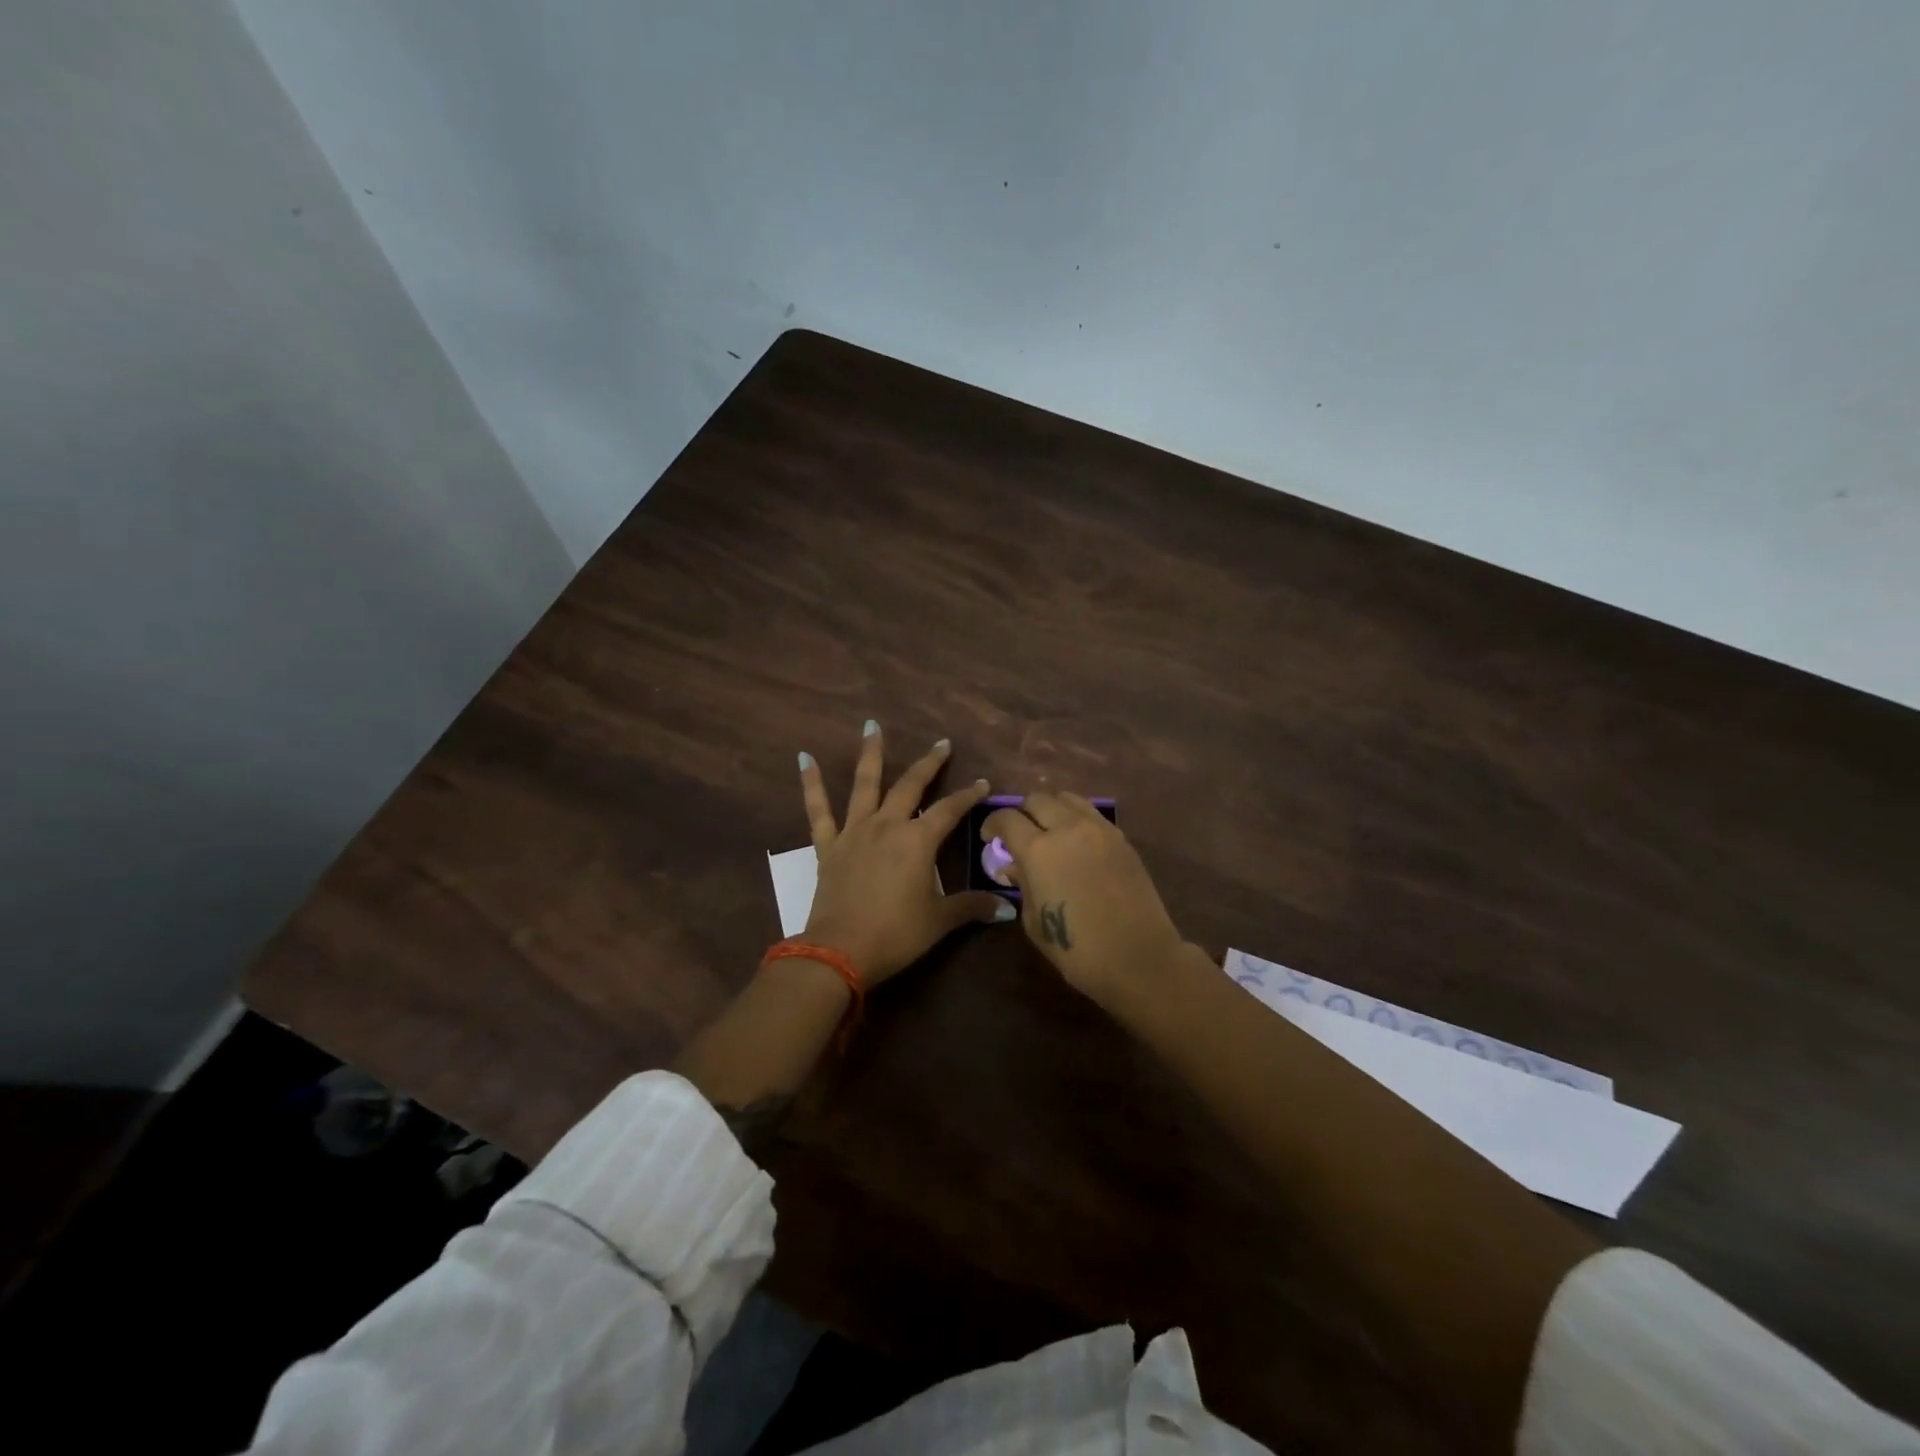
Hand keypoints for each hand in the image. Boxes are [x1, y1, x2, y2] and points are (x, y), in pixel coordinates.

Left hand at [798, 722, 1015, 984]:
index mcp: (918, 841)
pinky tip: (804, 758)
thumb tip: (1007, 908)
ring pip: (865, 784)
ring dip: (871, 753)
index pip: (950, 810)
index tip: (983, 783)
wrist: (840, 950)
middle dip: (929, 763)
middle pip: (911, 785)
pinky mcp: (829, 845)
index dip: (968, 795)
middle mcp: (888, 825)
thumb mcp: (939, 921)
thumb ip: (971, 907)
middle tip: (942, 744)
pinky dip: (811, 783)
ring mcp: (855, 831)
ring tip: (871, 725)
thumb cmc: (896, 934)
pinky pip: (818, 809)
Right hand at [979, 791, 1186, 1011]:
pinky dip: (1076, 818)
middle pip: (1037, 799)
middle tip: (1019, 834)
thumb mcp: (1034, 921)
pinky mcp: (1121, 838)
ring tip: (1049, 831)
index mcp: (1038, 850)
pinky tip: (1076, 842)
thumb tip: (1012, 866)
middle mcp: (1067, 828)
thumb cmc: (1077, 949)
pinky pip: (1091, 813)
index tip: (989, 837)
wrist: (1138, 957)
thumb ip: (1021, 884)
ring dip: (1051, 808)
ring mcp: (1098, 829)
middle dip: (1022, 813)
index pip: (1007, 818)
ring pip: (1067, 798)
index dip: (992, 824)